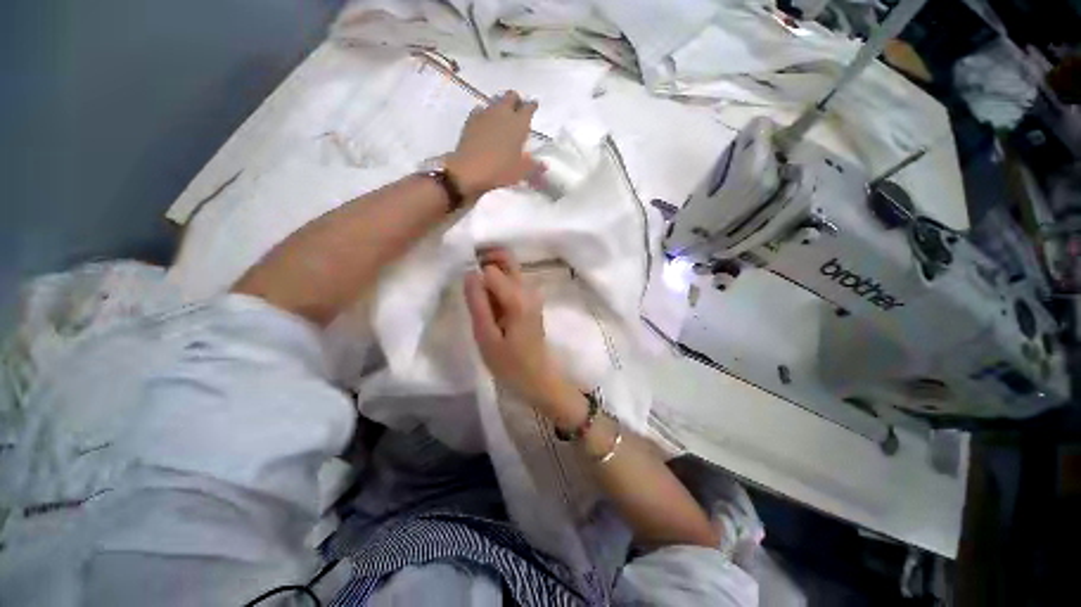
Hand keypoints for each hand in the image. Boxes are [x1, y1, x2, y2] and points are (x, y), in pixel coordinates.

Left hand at [445, 91, 540, 200]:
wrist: (470, 170)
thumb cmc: (501, 170)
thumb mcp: (522, 172)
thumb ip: (534, 167)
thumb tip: (545, 166)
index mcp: (519, 123)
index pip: (529, 108)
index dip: (532, 107)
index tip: (534, 106)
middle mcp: (503, 113)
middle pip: (511, 96)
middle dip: (516, 100)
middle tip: (518, 109)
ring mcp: (485, 114)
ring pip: (495, 101)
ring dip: (500, 106)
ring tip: (502, 117)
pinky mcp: (471, 120)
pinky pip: (480, 110)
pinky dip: (484, 114)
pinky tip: (485, 122)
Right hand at [464, 249, 578, 419]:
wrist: (538, 378)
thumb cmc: (510, 363)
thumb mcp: (486, 337)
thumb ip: (477, 303)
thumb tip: (469, 273)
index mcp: (517, 297)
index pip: (490, 269)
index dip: (474, 275)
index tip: (464, 289)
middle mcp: (528, 289)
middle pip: (506, 258)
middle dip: (485, 260)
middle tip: (468, 280)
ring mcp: (533, 293)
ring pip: (509, 268)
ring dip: (491, 273)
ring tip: (477, 296)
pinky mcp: (532, 300)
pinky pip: (513, 281)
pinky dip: (498, 283)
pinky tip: (490, 303)